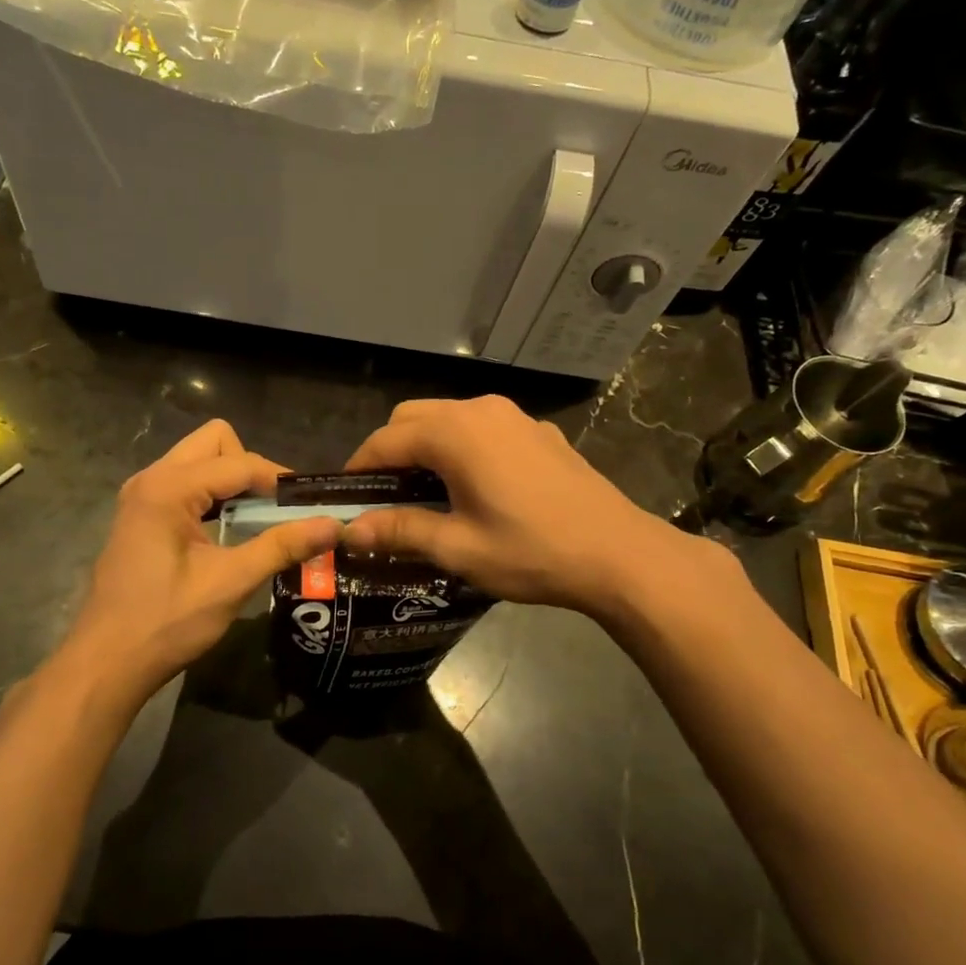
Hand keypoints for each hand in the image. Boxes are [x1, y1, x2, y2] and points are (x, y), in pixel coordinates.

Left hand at [63, 419, 339, 704]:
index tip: (311, 504)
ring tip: (259, 518)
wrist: (106, 663)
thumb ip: (282, 546)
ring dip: (231, 481)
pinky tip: (227, 529)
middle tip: (275, 508)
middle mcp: (151, 478)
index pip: (238, 462)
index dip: (279, 480)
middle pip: (214, 443)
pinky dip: (212, 496)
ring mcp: (141, 495)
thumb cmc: (166, 622)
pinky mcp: (141, 515)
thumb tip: (333, 525)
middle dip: (251, 468)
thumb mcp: (230, 583)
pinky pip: (185, 483)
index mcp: (168, 487)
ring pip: (199, 460)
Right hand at [339, 396, 738, 620]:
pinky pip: (482, 427)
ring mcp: (514, 416)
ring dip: (426, 445)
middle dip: (390, 451)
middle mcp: (480, 410)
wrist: (618, 554)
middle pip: (413, 417)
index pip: (385, 440)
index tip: (347, 499)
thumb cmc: (531, 552)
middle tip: (385, 497)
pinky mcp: (538, 430)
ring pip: (448, 417)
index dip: (360, 468)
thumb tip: (349, 532)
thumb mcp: (458, 548)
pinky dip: (461, 446)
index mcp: (454, 434)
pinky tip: (475, 486)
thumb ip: (399, 531)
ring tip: (425, 492)